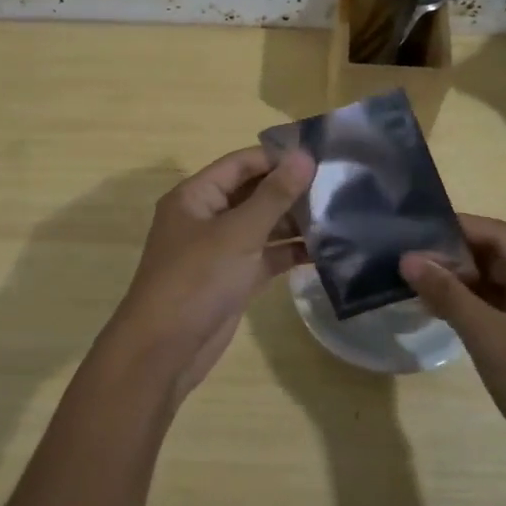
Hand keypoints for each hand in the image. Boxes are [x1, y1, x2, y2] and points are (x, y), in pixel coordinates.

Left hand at [99, 147, 313, 398]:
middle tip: (338, 185)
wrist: (165, 350)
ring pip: (262, 226)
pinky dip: (290, 253)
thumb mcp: (238, 233)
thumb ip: (274, 195)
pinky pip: (266, 256)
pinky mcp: (234, 279)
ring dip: (295, 222)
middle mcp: (206, 217)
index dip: (277, 158)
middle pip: (253, 193)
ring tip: (340, 214)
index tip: (321, 155)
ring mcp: (220, 250)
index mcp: (196, 196)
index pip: (240, 164)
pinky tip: (326, 250)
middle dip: (291, 190)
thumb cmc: (197, 280)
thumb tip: (305, 156)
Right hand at [399, 216, 505, 470]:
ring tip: (410, 282)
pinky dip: (470, 307)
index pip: (495, 233)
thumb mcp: (490, 337)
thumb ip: (448, 294)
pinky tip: (438, 310)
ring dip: (457, 283)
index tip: (409, 231)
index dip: (452, 228)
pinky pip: (499, 308)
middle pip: (494, 255)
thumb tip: (408, 258)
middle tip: (402, 260)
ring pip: (494, 283)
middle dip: (450, 257)